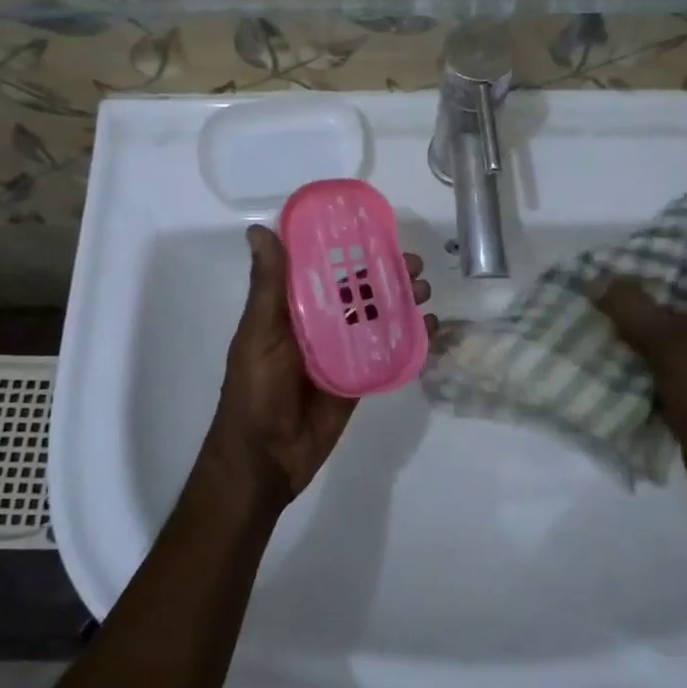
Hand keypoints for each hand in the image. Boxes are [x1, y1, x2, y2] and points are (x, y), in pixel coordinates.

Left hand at [201, 224, 433, 513]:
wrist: (265, 459)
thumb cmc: (255, 389)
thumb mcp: (258, 332)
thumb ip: (267, 285)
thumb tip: (258, 229)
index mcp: (291, 308)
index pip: (322, 267)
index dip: (347, 247)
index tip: (375, 228)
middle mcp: (318, 324)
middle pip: (357, 290)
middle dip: (385, 274)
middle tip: (414, 263)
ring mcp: (341, 352)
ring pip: (376, 318)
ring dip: (401, 301)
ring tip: (425, 289)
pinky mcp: (359, 379)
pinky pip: (387, 352)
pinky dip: (410, 338)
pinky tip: (431, 326)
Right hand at [592, 245, 686, 529]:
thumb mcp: (668, 344)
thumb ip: (630, 305)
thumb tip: (596, 277)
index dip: (663, 245)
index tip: (621, 248)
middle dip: (645, 282)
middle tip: (601, 276)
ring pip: (680, 319)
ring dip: (644, 316)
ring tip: (599, 305)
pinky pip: (679, 350)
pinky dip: (651, 346)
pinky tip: (614, 343)